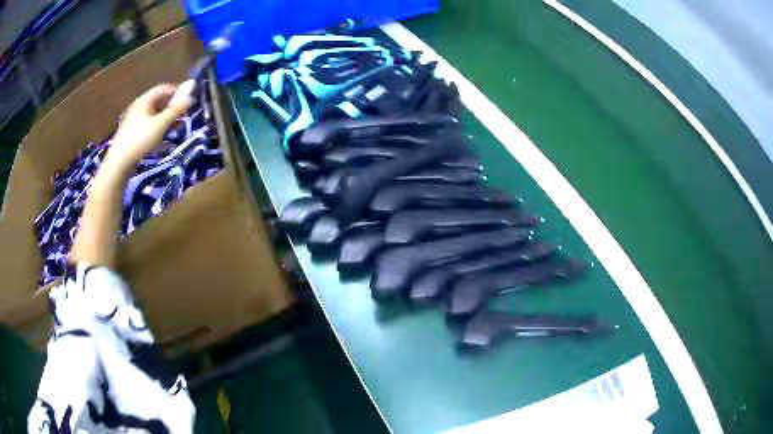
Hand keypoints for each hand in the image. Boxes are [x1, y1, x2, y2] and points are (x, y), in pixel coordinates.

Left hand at [105, 84, 192, 175]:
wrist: (120, 162)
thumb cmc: (141, 139)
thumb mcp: (161, 125)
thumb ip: (176, 111)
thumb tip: (190, 99)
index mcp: (145, 100)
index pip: (164, 89)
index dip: (177, 91)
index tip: (187, 100)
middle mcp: (139, 106)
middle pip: (159, 101)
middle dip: (172, 106)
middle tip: (182, 115)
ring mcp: (134, 119)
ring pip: (154, 113)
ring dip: (166, 117)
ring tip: (174, 127)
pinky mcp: (133, 132)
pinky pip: (148, 123)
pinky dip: (158, 126)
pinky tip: (162, 136)